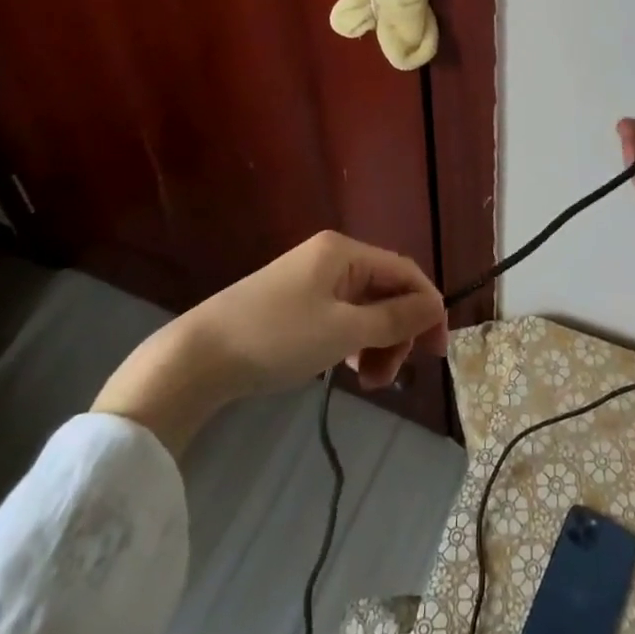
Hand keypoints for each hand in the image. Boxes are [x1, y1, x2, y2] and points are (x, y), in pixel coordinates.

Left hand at [92, 231, 447, 452]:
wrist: (197, 357)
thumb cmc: (277, 338)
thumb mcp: (343, 331)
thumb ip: (394, 319)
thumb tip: (436, 306)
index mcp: (344, 252)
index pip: (404, 271)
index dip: (427, 308)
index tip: (437, 352)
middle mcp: (331, 257)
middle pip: (385, 290)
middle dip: (397, 332)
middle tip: (391, 376)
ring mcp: (310, 280)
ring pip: (363, 307)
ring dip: (376, 342)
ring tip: (368, 381)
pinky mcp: (294, 304)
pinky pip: (340, 317)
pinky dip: (352, 342)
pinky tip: (346, 370)